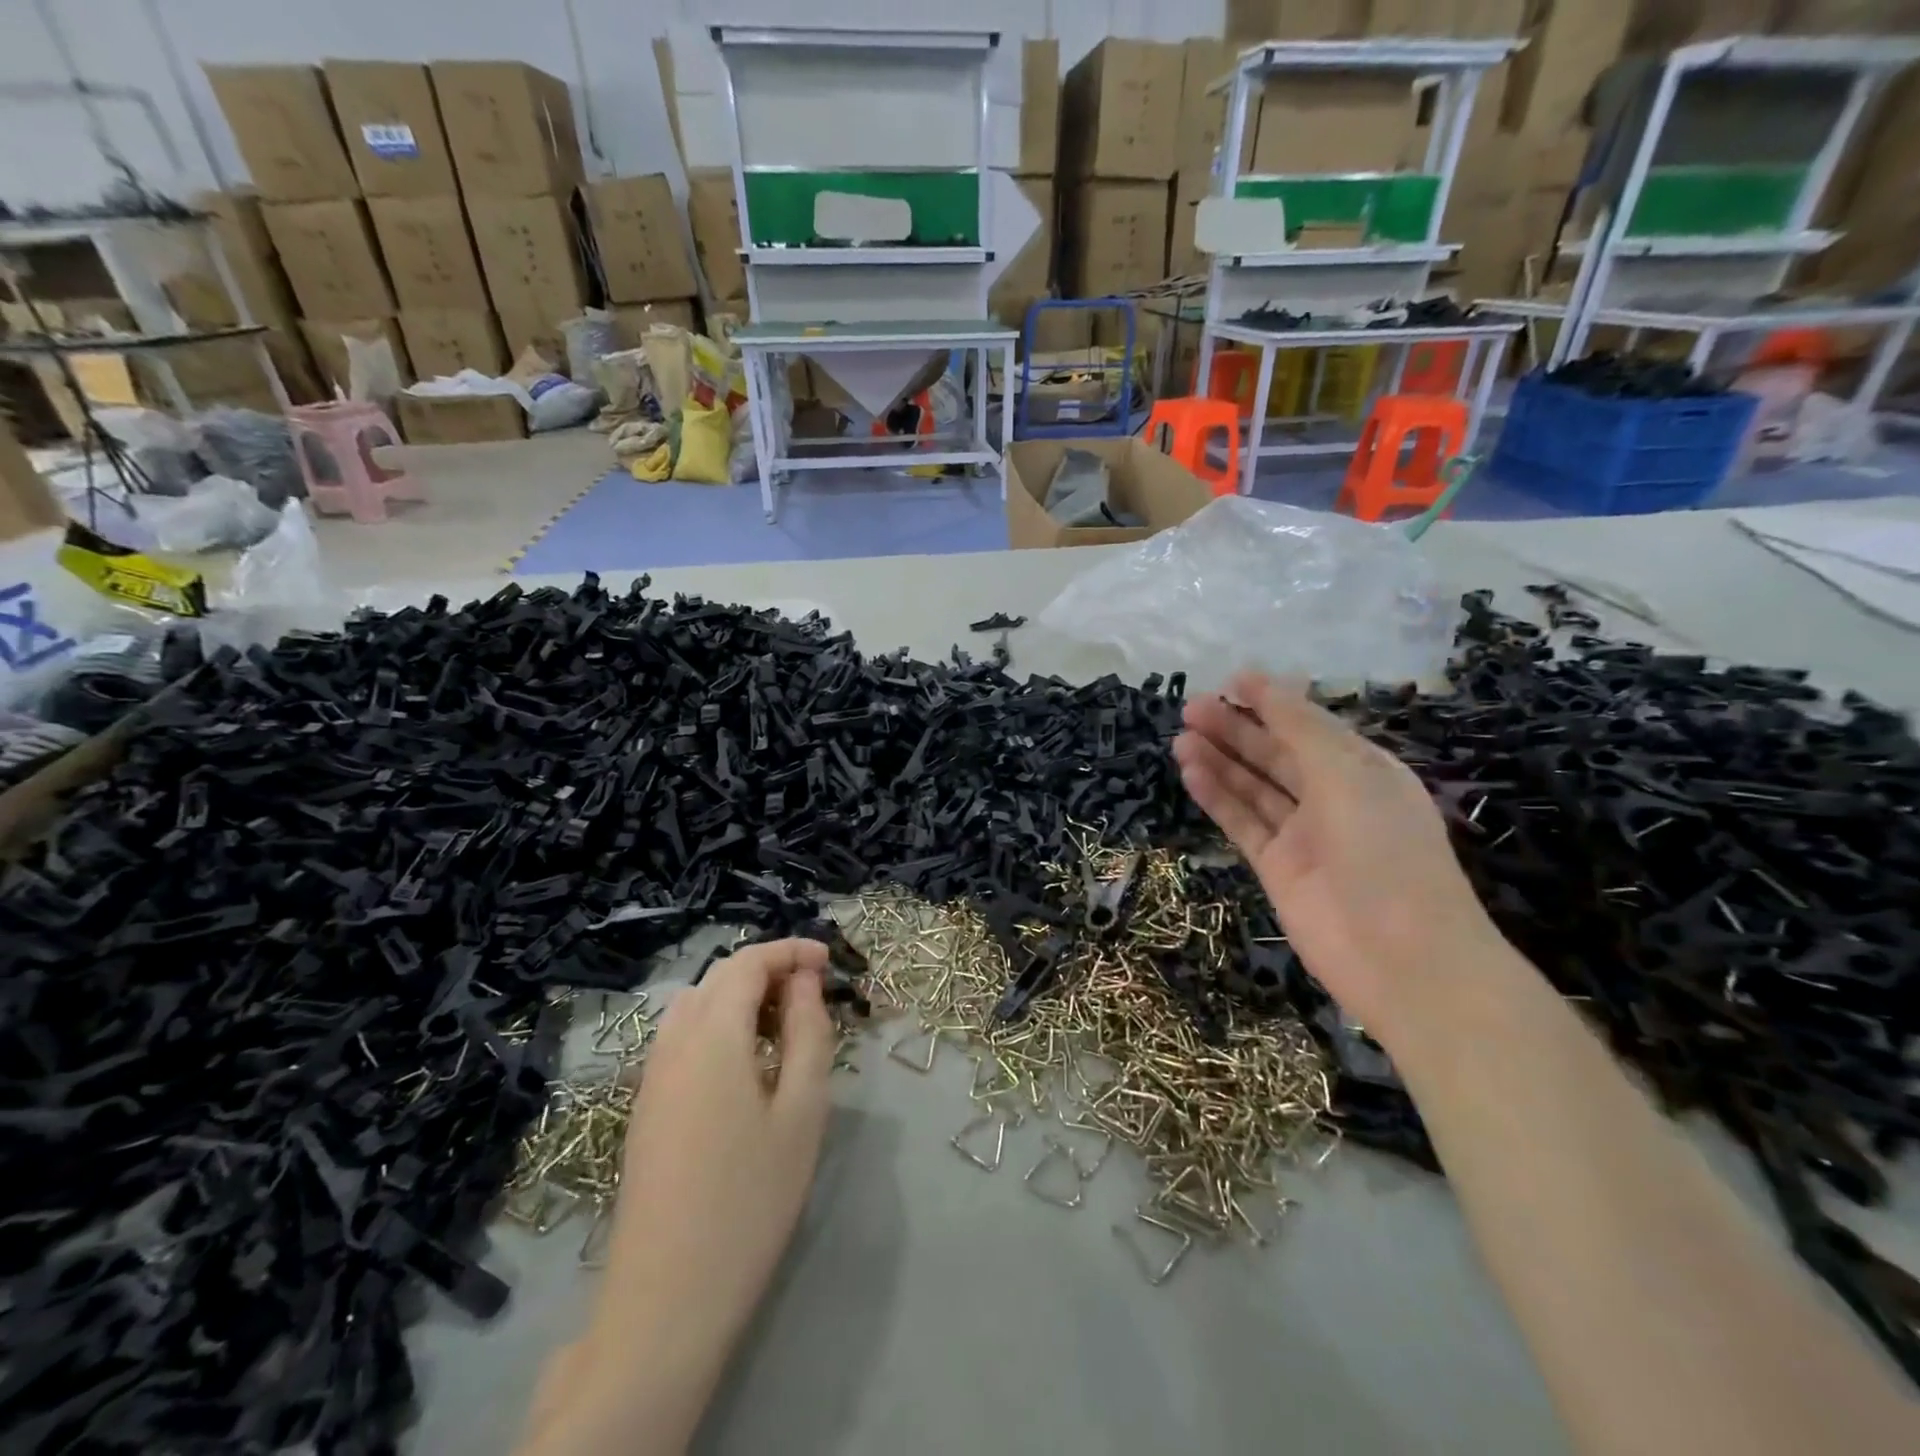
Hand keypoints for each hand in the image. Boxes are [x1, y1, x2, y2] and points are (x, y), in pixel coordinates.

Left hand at [525, 939, 834, 1455]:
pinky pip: (682, 1038)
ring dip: (740, 997)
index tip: (828, 960)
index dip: (790, 950)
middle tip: (813, 993)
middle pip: (719, 977)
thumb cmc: (750, 1199)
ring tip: (783, 1027)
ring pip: (696, 1006)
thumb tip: (805, 982)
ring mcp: (652, 1077)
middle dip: (768, 970)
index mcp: (712, 1035)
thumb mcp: (801, 1110)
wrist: (667, 1300)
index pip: (748, 962)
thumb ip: (808, 1033)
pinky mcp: (645, 1109)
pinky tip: (746, 1067)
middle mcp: (672, 1043)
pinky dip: (718, 1026)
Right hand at [1173, 672, 1502, 1047]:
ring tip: (1181, 737)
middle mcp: (1333, 797)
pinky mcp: (1277, 867)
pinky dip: (1217, 797)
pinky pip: (1242, 822)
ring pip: (1254, 787)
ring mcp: (1303, 835)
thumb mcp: (1348, 774)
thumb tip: (1265, 683)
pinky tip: (1191, 773)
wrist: (1400, 955)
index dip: (1271, 702)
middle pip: (1275, 754)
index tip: (1230, 680)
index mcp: (1364, 770)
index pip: (1310, 726)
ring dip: (1220, 760)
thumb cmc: (1384, 850)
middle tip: (1190, 708)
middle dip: (1236, 729)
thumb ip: (1300, 728)